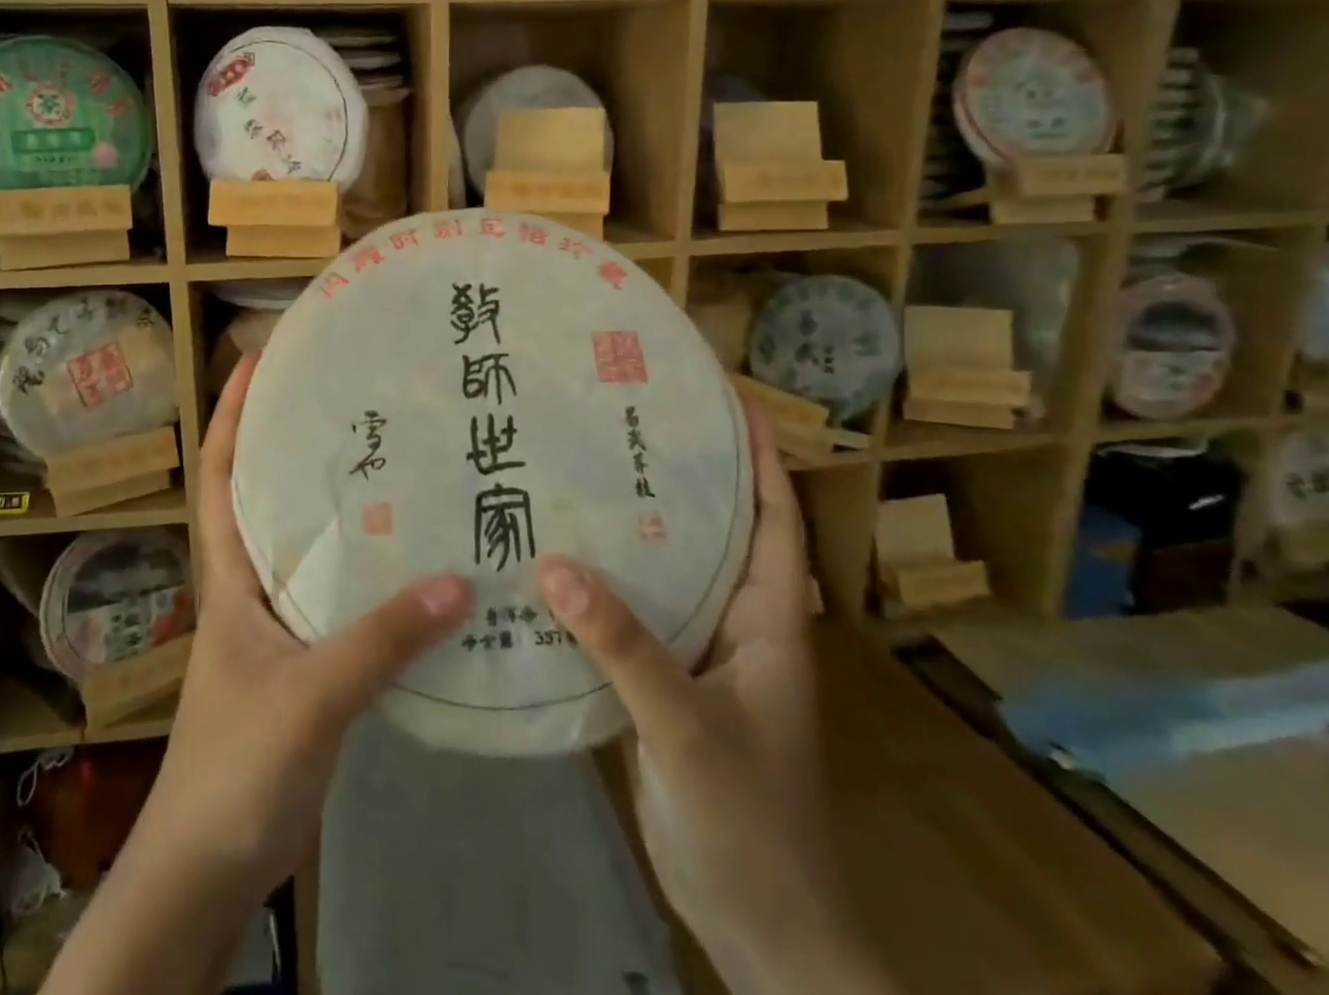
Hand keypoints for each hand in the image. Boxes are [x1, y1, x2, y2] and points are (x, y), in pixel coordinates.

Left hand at [141, 349, 473, 893]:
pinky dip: (371, 577)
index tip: (253, 362)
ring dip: (342, 512)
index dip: (229, 417)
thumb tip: (459, 581)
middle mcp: (252, 590)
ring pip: (311, 551)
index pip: (222, 478)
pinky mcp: (307, 665)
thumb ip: (380, 640)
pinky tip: (415, 566)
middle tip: (352, 402)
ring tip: (395, 465)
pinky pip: (341, 601)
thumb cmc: (235, 766)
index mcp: (231, 578)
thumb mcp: (309, 695)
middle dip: (297, 448)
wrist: (208, 870)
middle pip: (271, 501)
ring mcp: (279, 629)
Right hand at [532, 402, 881, 993]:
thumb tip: (553, 564)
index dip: (760, 457)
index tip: (728, 400)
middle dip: (681, 477)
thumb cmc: (750, 821)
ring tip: (583, 476)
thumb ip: (624, 646)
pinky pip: (635, 619)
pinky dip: (604, 589)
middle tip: (624, 423)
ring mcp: (701, 657)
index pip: (775, 519)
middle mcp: (737, 625)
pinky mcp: (666, 687)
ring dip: (635, 532)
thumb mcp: (688, 727)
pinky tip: (558, 566)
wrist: (761, 929)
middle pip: (715, 534)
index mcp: (769, 620)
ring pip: (669, 575)